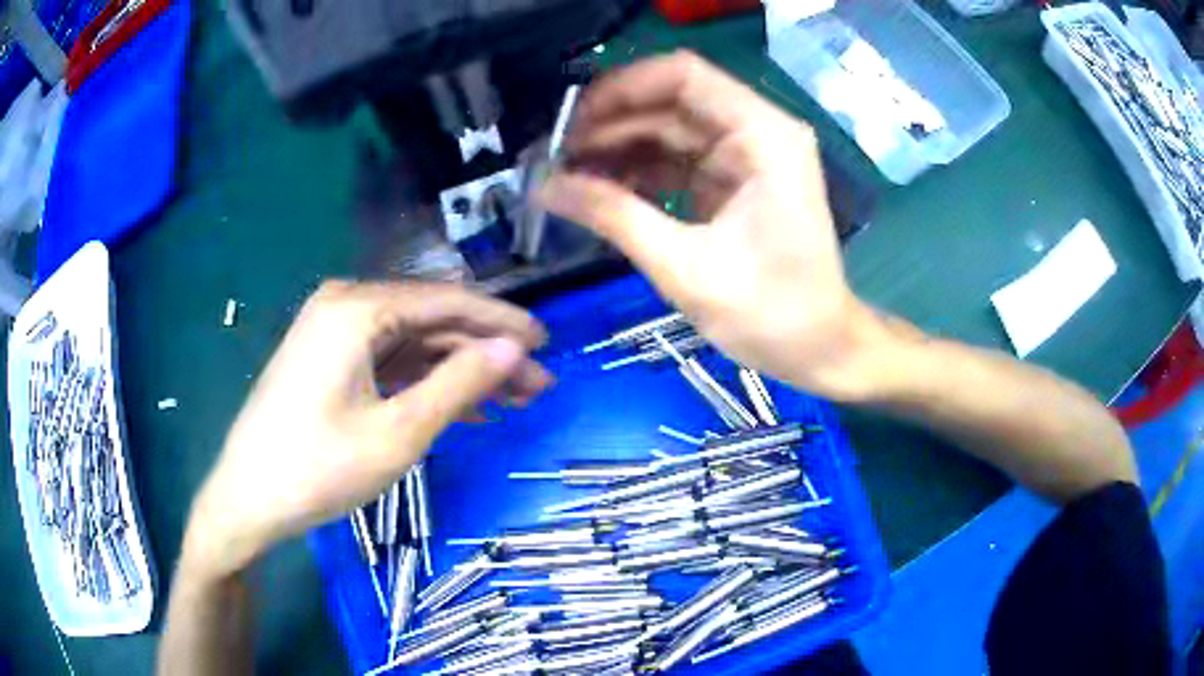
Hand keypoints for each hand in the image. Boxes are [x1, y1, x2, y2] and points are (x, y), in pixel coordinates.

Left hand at [183, 282, 550, 578]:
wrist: (248, 498)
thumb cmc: (319, 467)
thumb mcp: (398, 431)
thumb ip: (459, 383)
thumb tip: (513, 348)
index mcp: (358, 308)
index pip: (448, 302)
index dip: (502, 322)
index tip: (547, 341)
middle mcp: (346, 305)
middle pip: (432, 323)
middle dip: (486, 354)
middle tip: (537, 386)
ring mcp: (334, 332)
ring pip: (414, 345)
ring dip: (461, 372)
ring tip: (512, 401)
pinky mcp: (329, 360)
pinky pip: (389, 363)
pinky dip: (426, 384)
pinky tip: (463, 408)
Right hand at [542, 51, 887, 400]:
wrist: (820, 350)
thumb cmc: (771, 314)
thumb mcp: (686, 267)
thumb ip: (614, 216)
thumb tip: (544, 186)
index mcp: (762, 136)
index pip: (684, 76)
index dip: (622, 88)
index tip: (572, 121)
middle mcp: (756, 132)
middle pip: (671, 101)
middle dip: (611, 123)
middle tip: (555, 156)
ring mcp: (744, 156)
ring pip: (668, 130)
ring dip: (617, 147)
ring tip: (566, 175)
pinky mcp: (732, 182)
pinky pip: (675, 161)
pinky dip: (636, 171)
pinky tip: (597, 189)